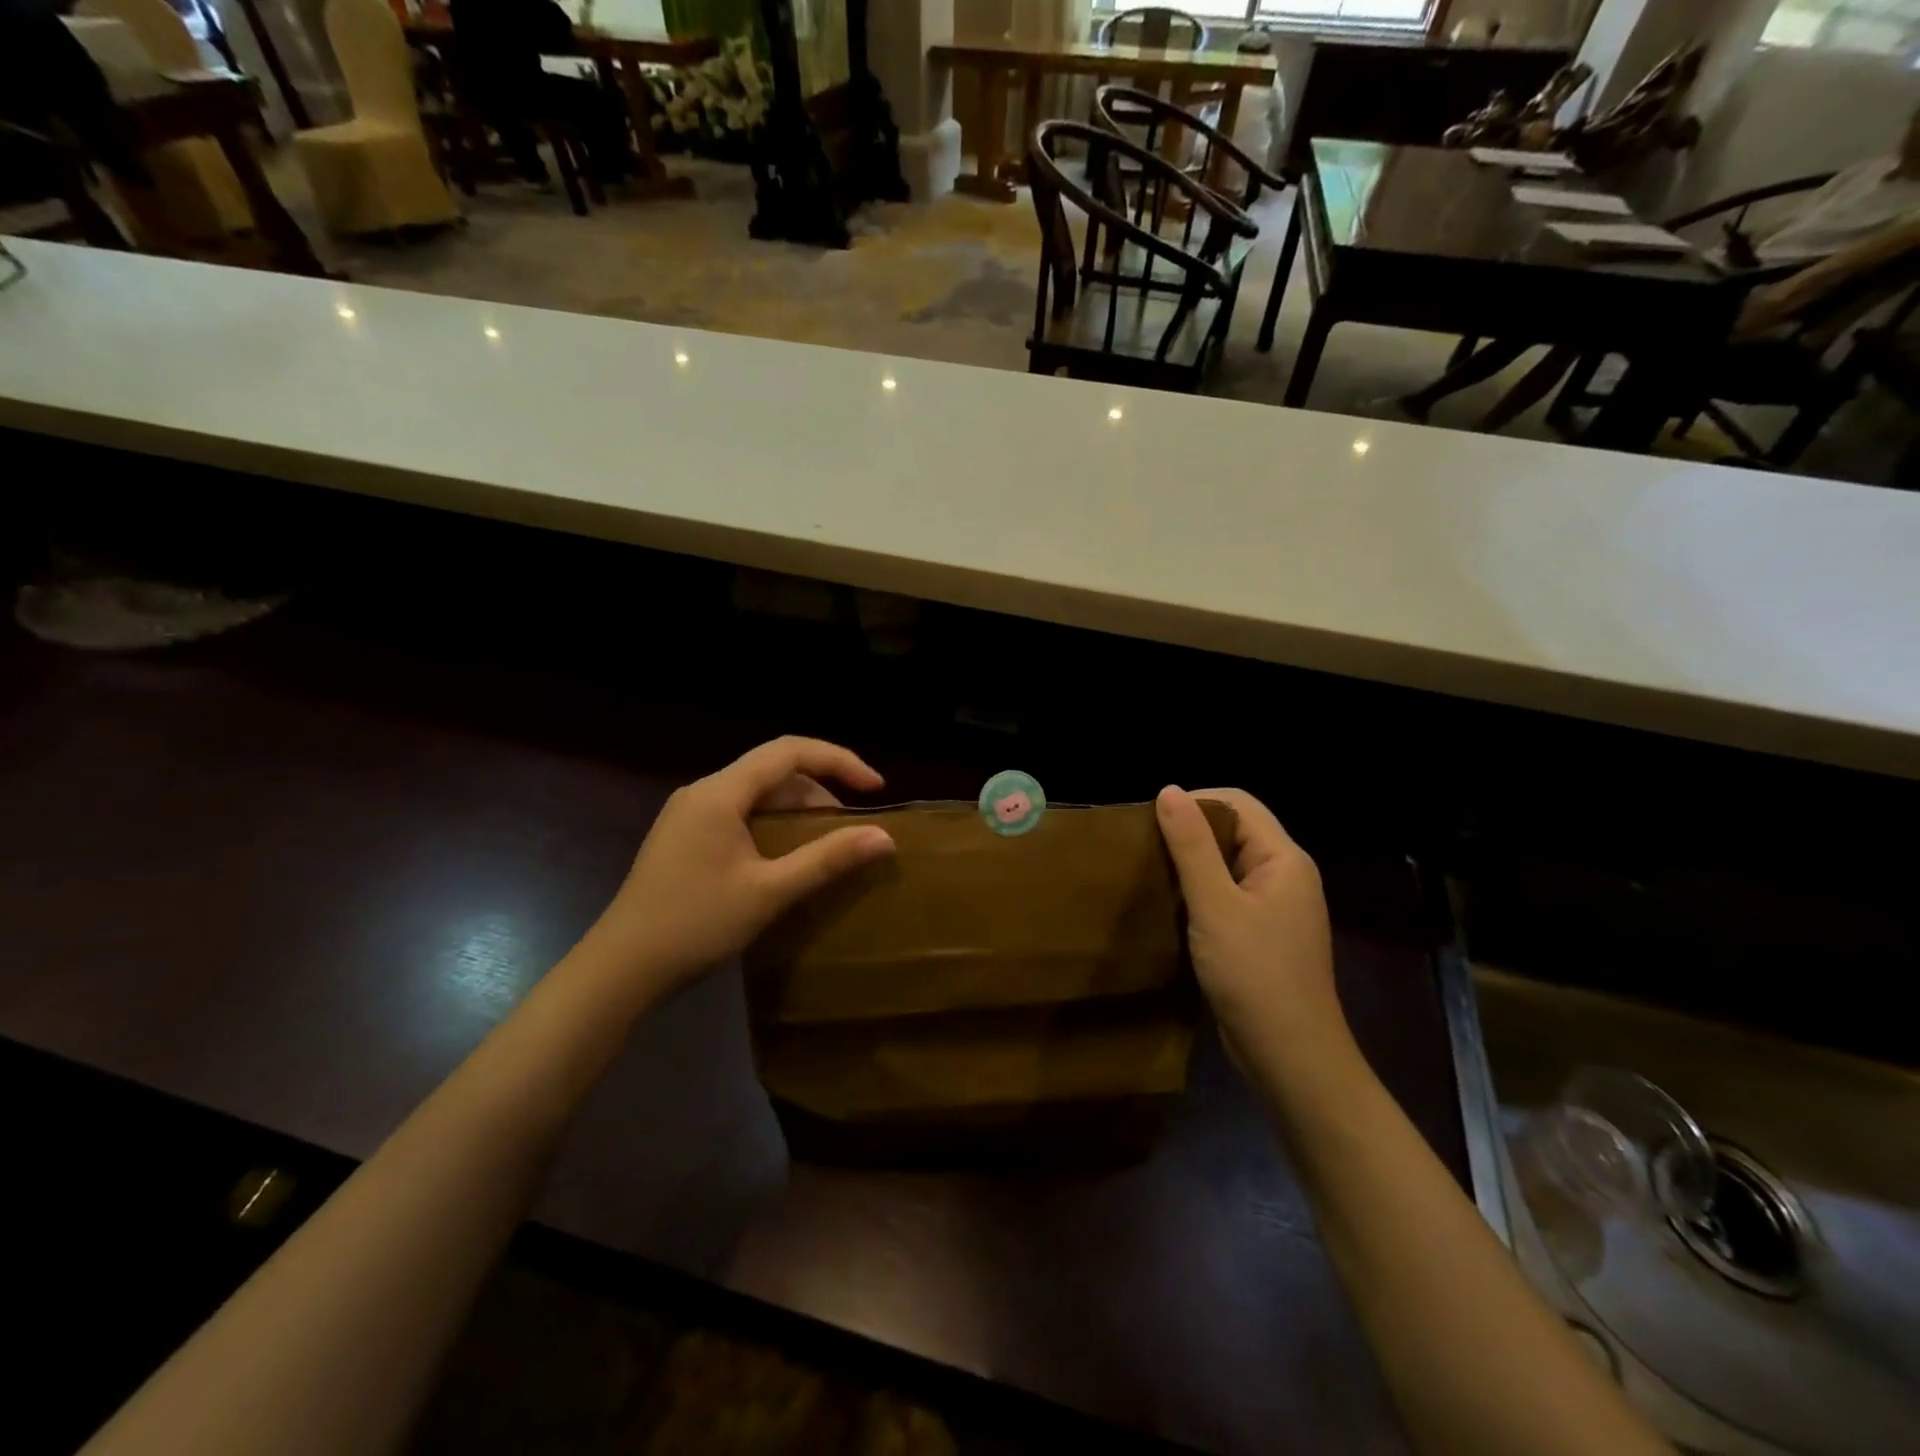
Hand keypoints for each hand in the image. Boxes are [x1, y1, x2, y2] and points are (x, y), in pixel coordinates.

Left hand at [585, 737, 895, 993]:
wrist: (621, 968)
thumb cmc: (696, 924)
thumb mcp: (770, 892)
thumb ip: (827, 859)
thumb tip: (884, 837)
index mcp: (720, 792)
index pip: (789, 751)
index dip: (838, 761)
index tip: (875, 788)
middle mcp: (703, 791)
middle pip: (773, 771)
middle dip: (820, 790)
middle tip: (850, 827)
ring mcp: (689, 814)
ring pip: (756, 794)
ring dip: (796, 810)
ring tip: (825, 844)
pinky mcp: (684, 837)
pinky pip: (739, 814)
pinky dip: (772, 825)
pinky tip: (785, 857)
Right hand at [1155, 786, 1345, 1058]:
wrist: (1290, 1057)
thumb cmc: (1254, 975)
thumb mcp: (1214, 905)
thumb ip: (1191, 846)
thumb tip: (1168, 790)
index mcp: (1283, 859)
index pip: (1238, 804)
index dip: (1194, 802)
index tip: (1150, 821)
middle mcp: (1285, 875)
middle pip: (1234, 831)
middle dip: (1189, 833)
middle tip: (1143, 847)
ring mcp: (1276, 908)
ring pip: (1228, 865)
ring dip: (1191, 864)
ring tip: (1150, 873)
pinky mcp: (1263, 934)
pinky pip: (1228, 895)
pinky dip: (1199, 893)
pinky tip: (1170, 906)